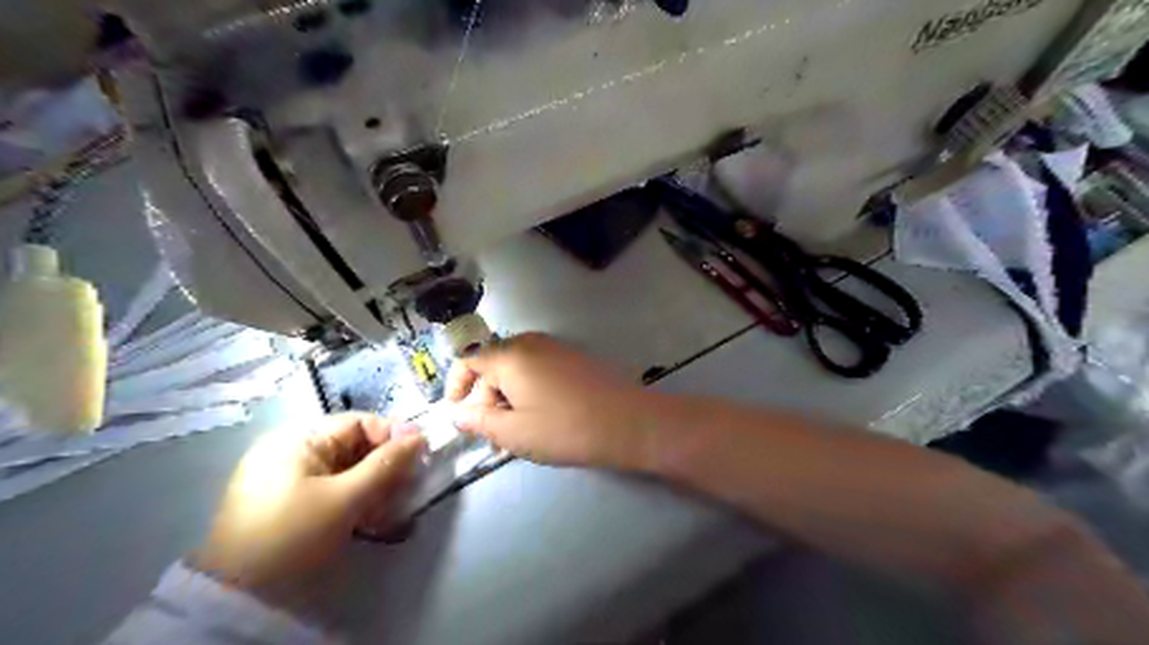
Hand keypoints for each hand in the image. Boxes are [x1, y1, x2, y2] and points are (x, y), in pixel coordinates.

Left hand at [192, 415, 426, 602]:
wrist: (235, 596)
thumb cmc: (292, 535)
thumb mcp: (345, 498)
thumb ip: (386, 464)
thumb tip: (420, 436)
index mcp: (299, 438)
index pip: (359, 423)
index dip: (392, 437)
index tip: (419, 457)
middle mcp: (293, 451)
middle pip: (355, 447)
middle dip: (384, 468)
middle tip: (406, 490)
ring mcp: (289, 478)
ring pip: (347, 471)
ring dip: (373, 488)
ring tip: (388, 512)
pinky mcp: (290, 503)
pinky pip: (333, 490)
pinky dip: (355, 501)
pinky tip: (367, 522)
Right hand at [443, 334, 654, 468]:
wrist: (628, 423)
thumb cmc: (565, 428)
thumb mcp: (514, 432)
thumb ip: (478, 420)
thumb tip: (456, 413)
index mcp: (510, 356)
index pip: (469, 359)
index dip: (456, 384)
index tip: (455, 411)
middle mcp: (531, 343)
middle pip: (493, 364)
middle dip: (485, 398)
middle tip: (492, 435)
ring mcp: (556, 348)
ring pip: (517, 369)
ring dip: (507, 397)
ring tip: (516, 432)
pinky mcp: (574, 359)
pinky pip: (538, 370)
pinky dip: (528, 391)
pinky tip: (540, 418)